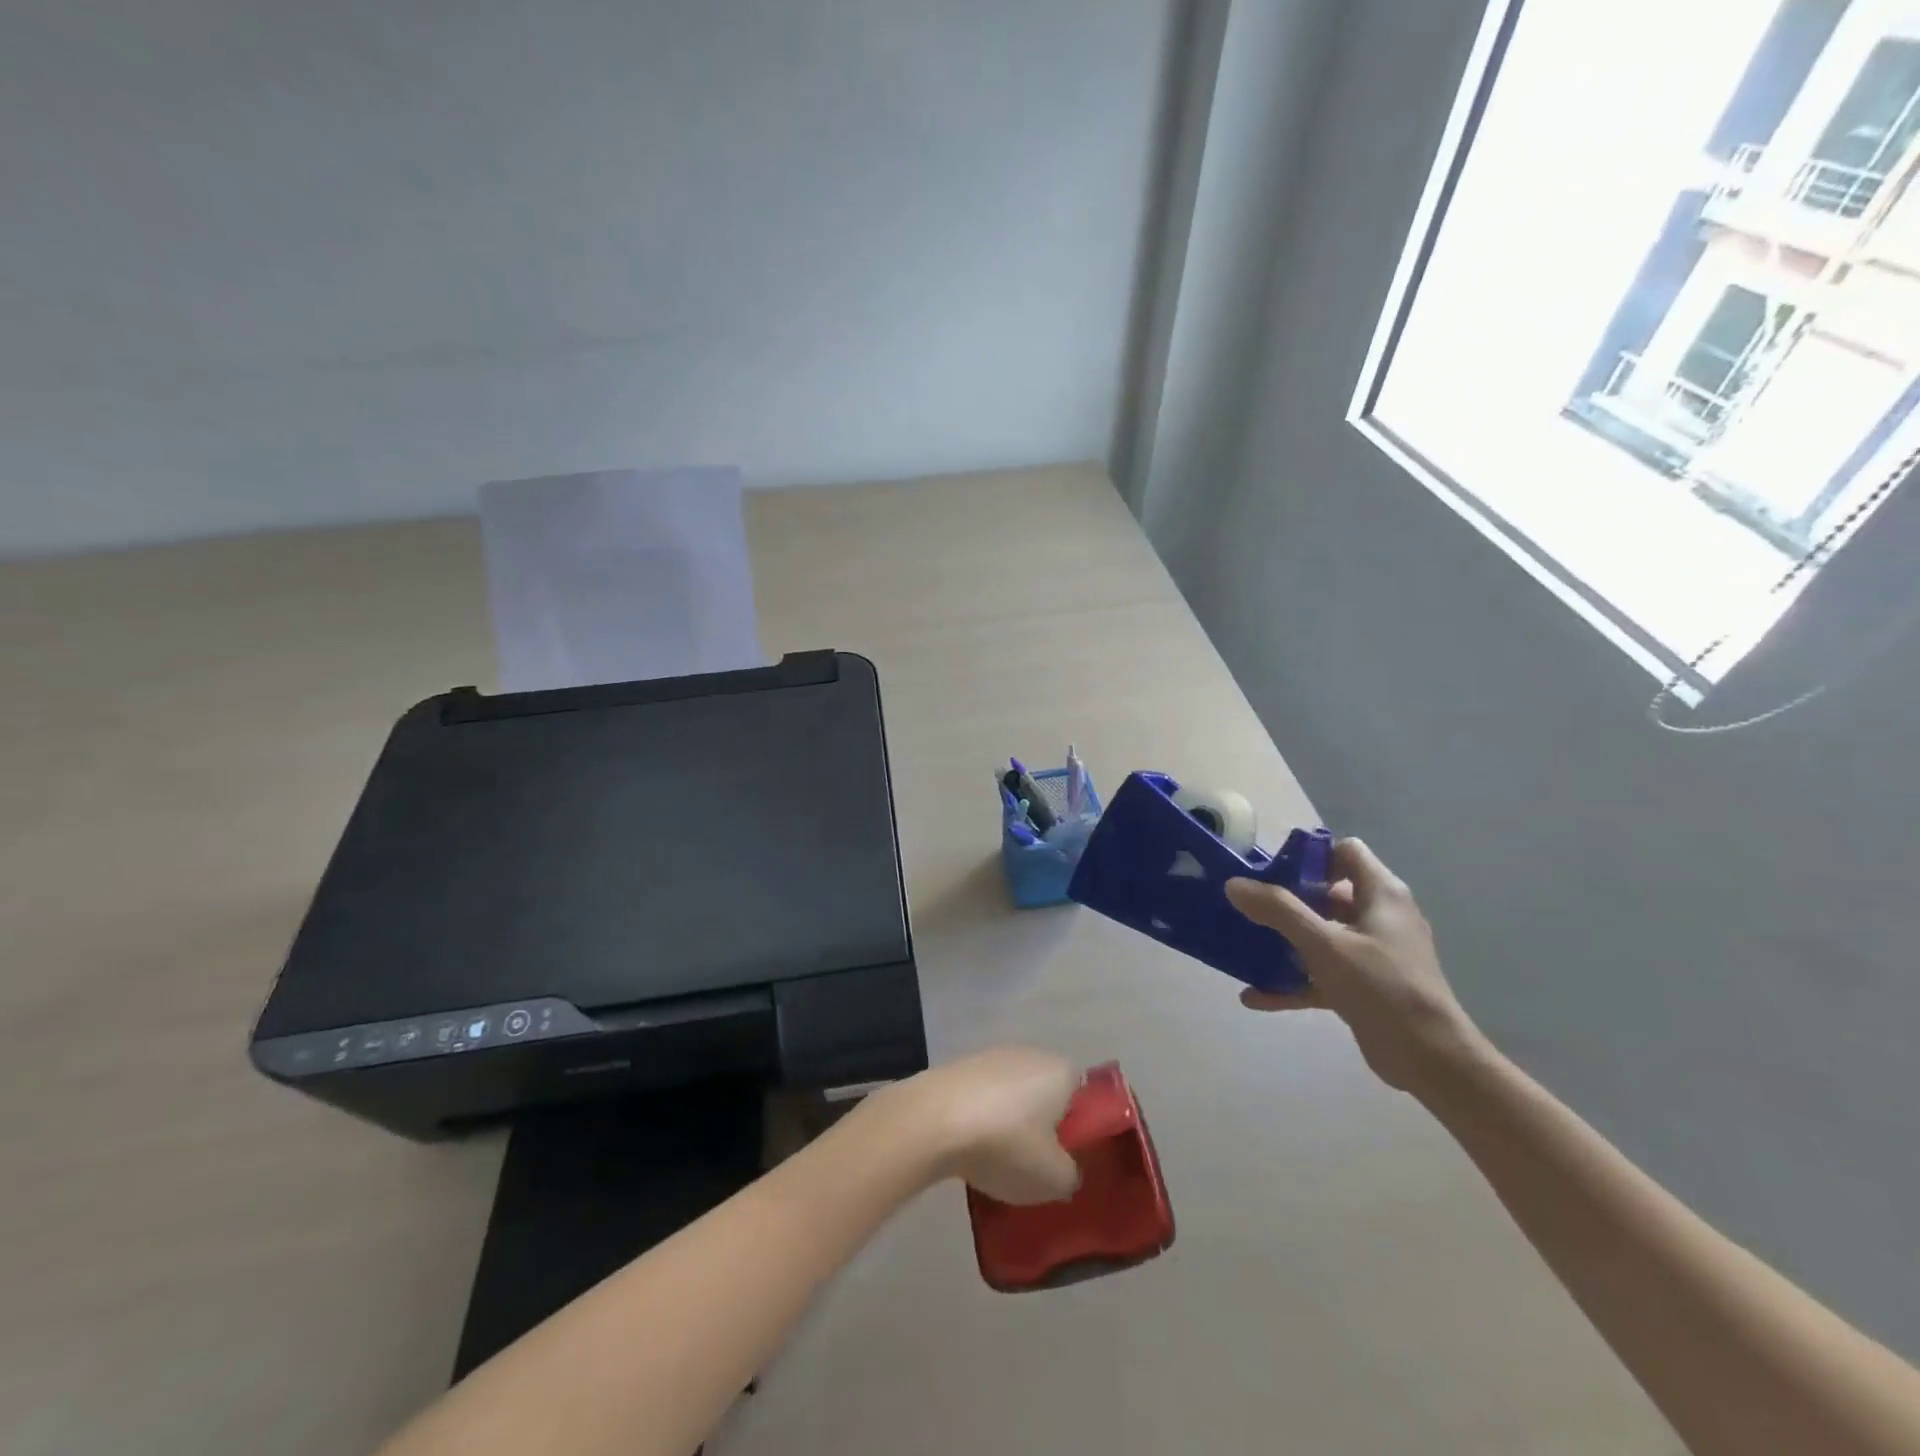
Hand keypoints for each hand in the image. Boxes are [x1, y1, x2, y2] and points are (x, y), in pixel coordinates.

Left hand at [876, 1046, 1082, 1204]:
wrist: (932, 1120)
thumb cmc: (1006, 1144)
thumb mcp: (1054, 1179)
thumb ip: (1071, 1175)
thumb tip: (1065, 1169)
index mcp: (1061, 1070)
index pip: (1084, 1092)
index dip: (1081, 1125)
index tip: (1069, 1156)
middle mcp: (1030, 1053)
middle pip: (1046, 1092)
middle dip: (1043, 1124)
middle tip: (1037, 1163)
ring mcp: (990, 1056)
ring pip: (1013, 1095)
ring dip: (1010, 1123)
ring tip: (999, 1161)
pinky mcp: (959, 1067)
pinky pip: (982, 1097)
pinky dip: (981, 1119)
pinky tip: (970, 1149)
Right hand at [1225, 839, 1485, 1092]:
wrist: (1431, 1061)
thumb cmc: (1382, 988)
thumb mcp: (1325, 944)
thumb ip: (1279, 910)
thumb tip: (1234, 883)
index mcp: (1381, 895)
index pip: (1345, 852)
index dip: (1310, 856)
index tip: (1272, 871)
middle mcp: (1380, 917)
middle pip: (1328, 892)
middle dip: (1287, 899)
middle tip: (1250, 907)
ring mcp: (1374, 953)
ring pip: (1323, 934)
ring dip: (1286, 941)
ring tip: (1246, 944)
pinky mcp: (1365, 986)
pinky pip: (1322, 974)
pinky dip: (1293, 981)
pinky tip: (1255, 995)